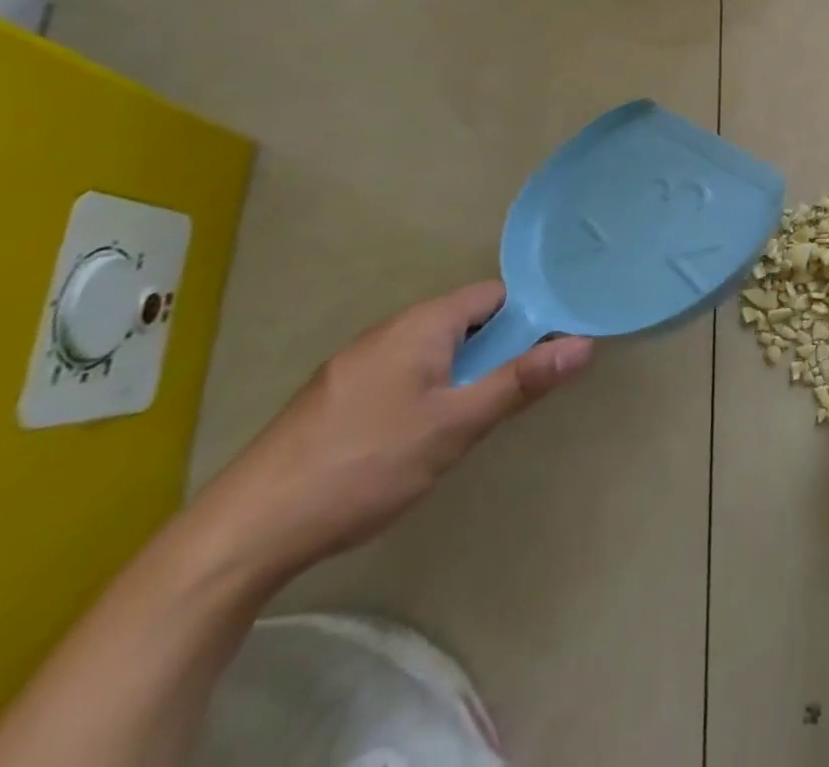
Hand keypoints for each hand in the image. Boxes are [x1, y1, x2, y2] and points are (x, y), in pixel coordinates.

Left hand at [193, 281, 591, 578]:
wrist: (244, 534)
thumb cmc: (364, 466)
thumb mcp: (456, 426)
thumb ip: (520, 382)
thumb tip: (584, 344)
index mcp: (421, 324)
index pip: (494, 294)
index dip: (531, 313)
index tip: (556, 345)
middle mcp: (389, 331)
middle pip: (464, 320)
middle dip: (499, 346)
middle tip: (521, 388)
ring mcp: (357, 364)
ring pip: (433, 349)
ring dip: (464, 370)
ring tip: (478, 415)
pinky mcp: (336, 397)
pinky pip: (403, 372)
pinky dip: (430, 387)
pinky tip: (423, 434)